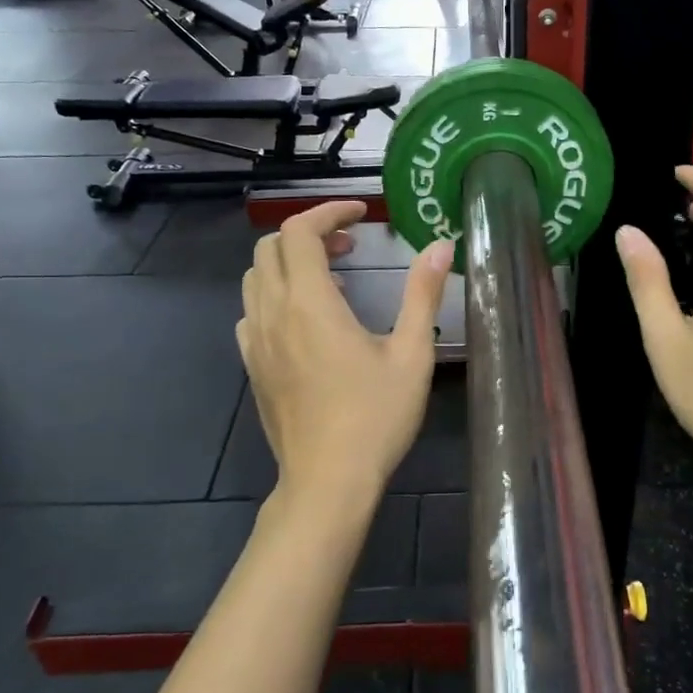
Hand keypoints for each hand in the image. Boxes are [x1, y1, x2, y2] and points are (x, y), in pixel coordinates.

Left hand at [238, 202, 452, 509]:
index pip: (300, 231)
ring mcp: (255, 341)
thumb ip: (422, 294)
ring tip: (334, 280)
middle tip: (352, 247)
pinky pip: (252, 311)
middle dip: (310, 234)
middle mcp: (272, 313)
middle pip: (272, 247)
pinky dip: (276, 295)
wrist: (327, 481)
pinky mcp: (252, 366)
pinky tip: (308, 321)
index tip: (362, 213)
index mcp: (309, 302)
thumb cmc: (375, 416)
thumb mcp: (411, 353)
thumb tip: (440, 245)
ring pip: (256, 278)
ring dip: (291, 263)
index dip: (329, 211)